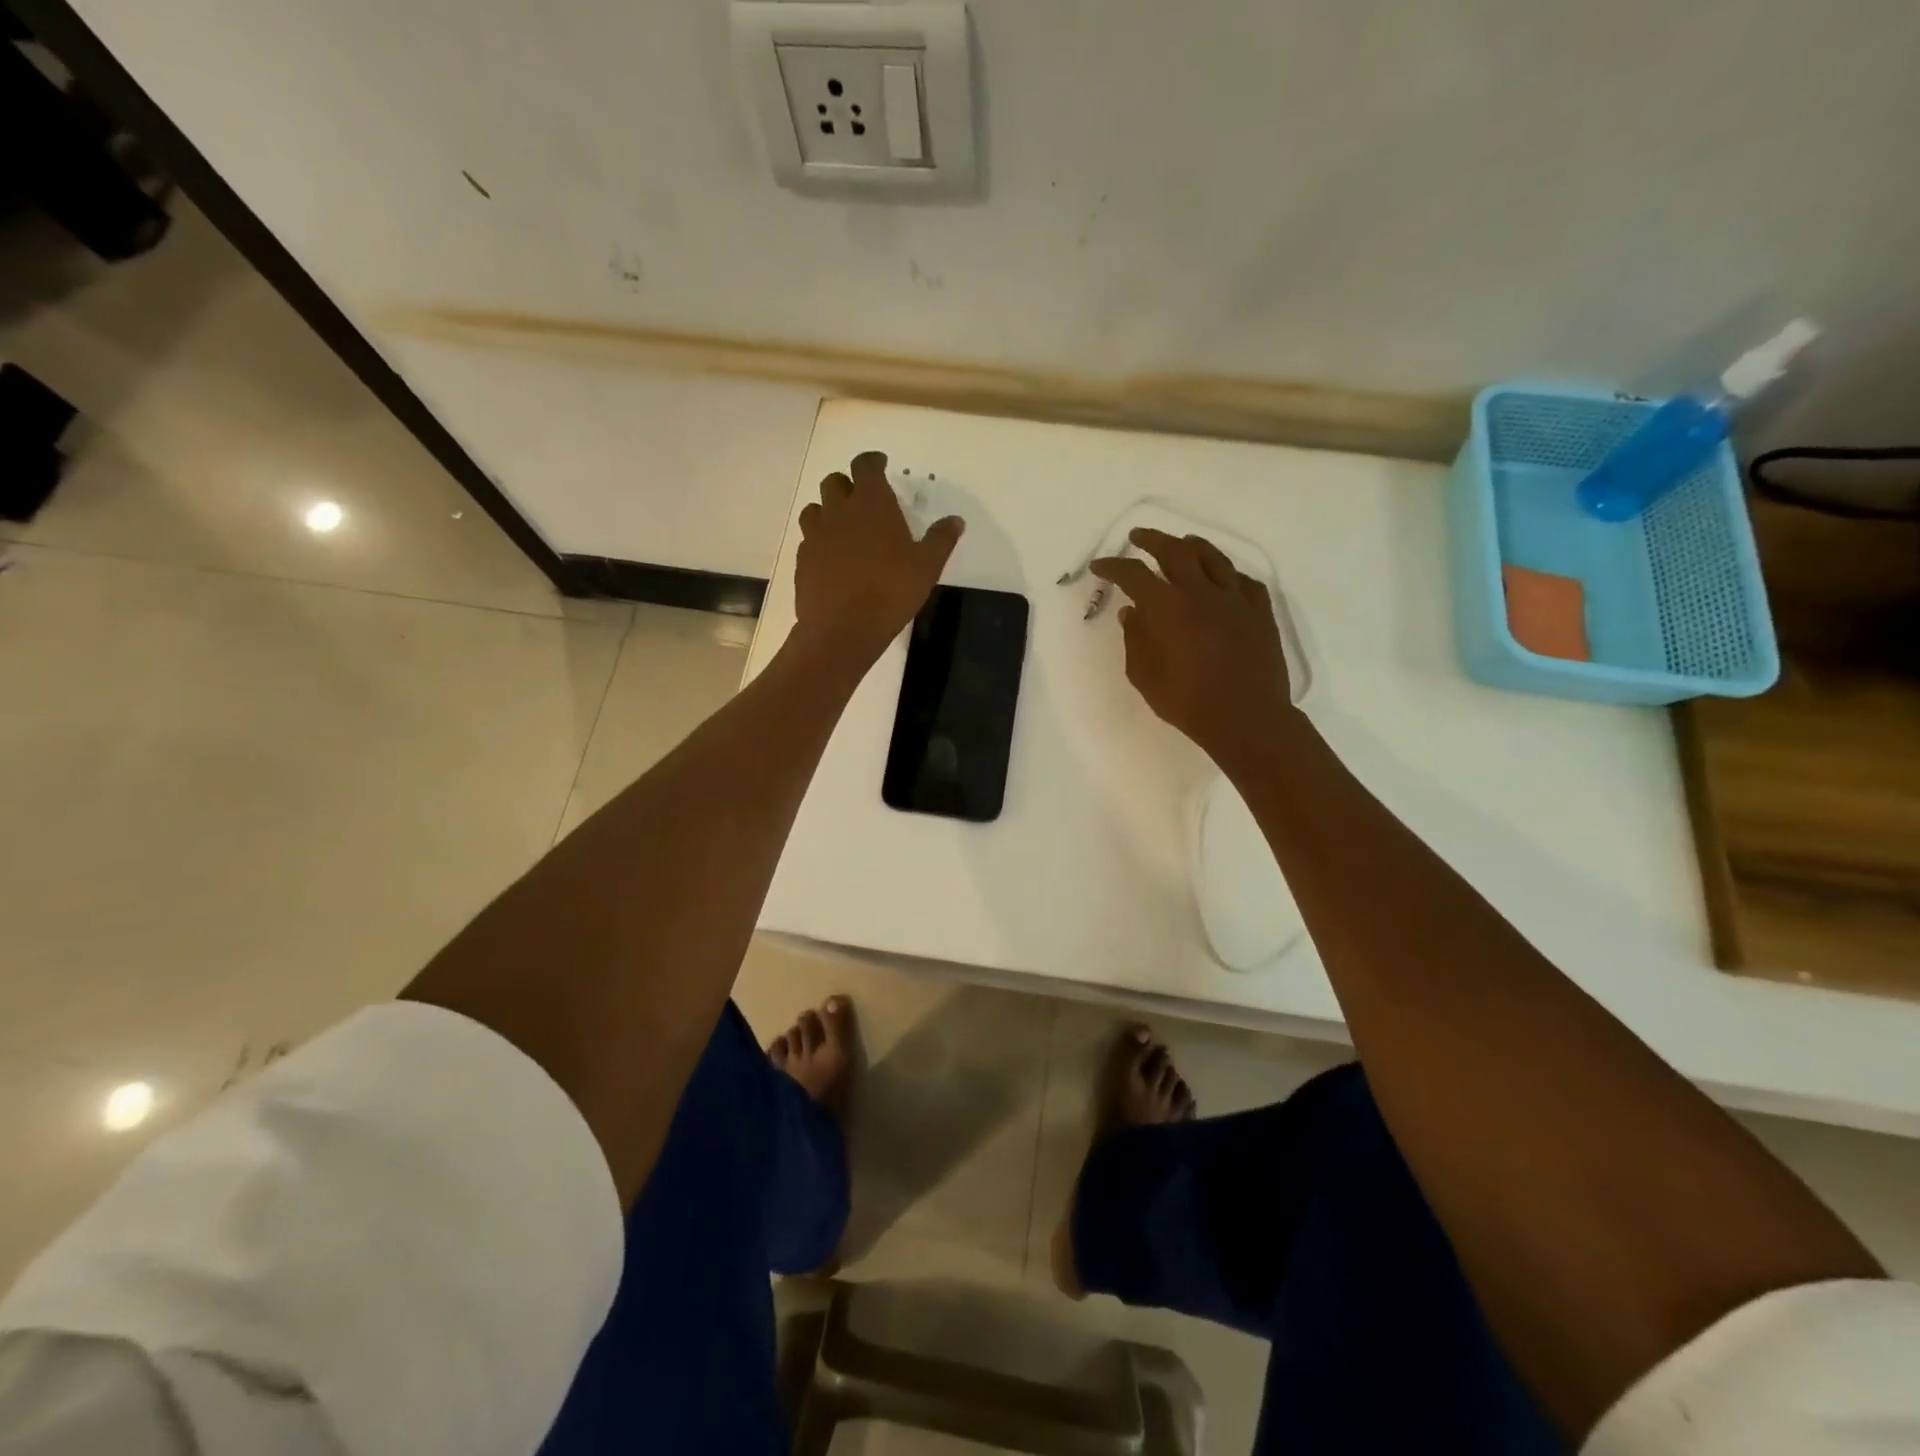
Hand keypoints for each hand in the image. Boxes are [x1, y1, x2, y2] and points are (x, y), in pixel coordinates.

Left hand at [792, 451, 962, 668]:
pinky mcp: (803, 560)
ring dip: (829, 511)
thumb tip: (956, 520)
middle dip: (849, 485)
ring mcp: (816, 535)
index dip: (872, 461)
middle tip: (863, 499)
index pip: (865, 466)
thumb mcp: (927, 567)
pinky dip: (820, 541)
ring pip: (816, 509)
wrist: (843, 628)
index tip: (880, 464)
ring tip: (844, 527)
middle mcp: (839, 511)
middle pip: (835, 482)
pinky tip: (833, 558)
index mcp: (872, 503)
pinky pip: (809, 540)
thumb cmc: (891, 591)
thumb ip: (941, 539)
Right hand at [1091, 527, 1295, 764]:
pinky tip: (1224, 578)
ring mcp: (1234, 598)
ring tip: (1182, 543)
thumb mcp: (1145, 676)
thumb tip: (1131, 612)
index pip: (1133, 574)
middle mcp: (1200, 591)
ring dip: (1192, 546)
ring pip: (1213, 557)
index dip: (1113, 566)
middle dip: (1152, 540)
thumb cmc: (1187, 702)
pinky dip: (1228, 574)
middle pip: (1174, 551)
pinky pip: (1243, 581)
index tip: (1100, 566)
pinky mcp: (1260, 611)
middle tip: (1138, 537)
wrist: (1246, 717)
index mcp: (1167, 607)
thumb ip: (1135, 639)